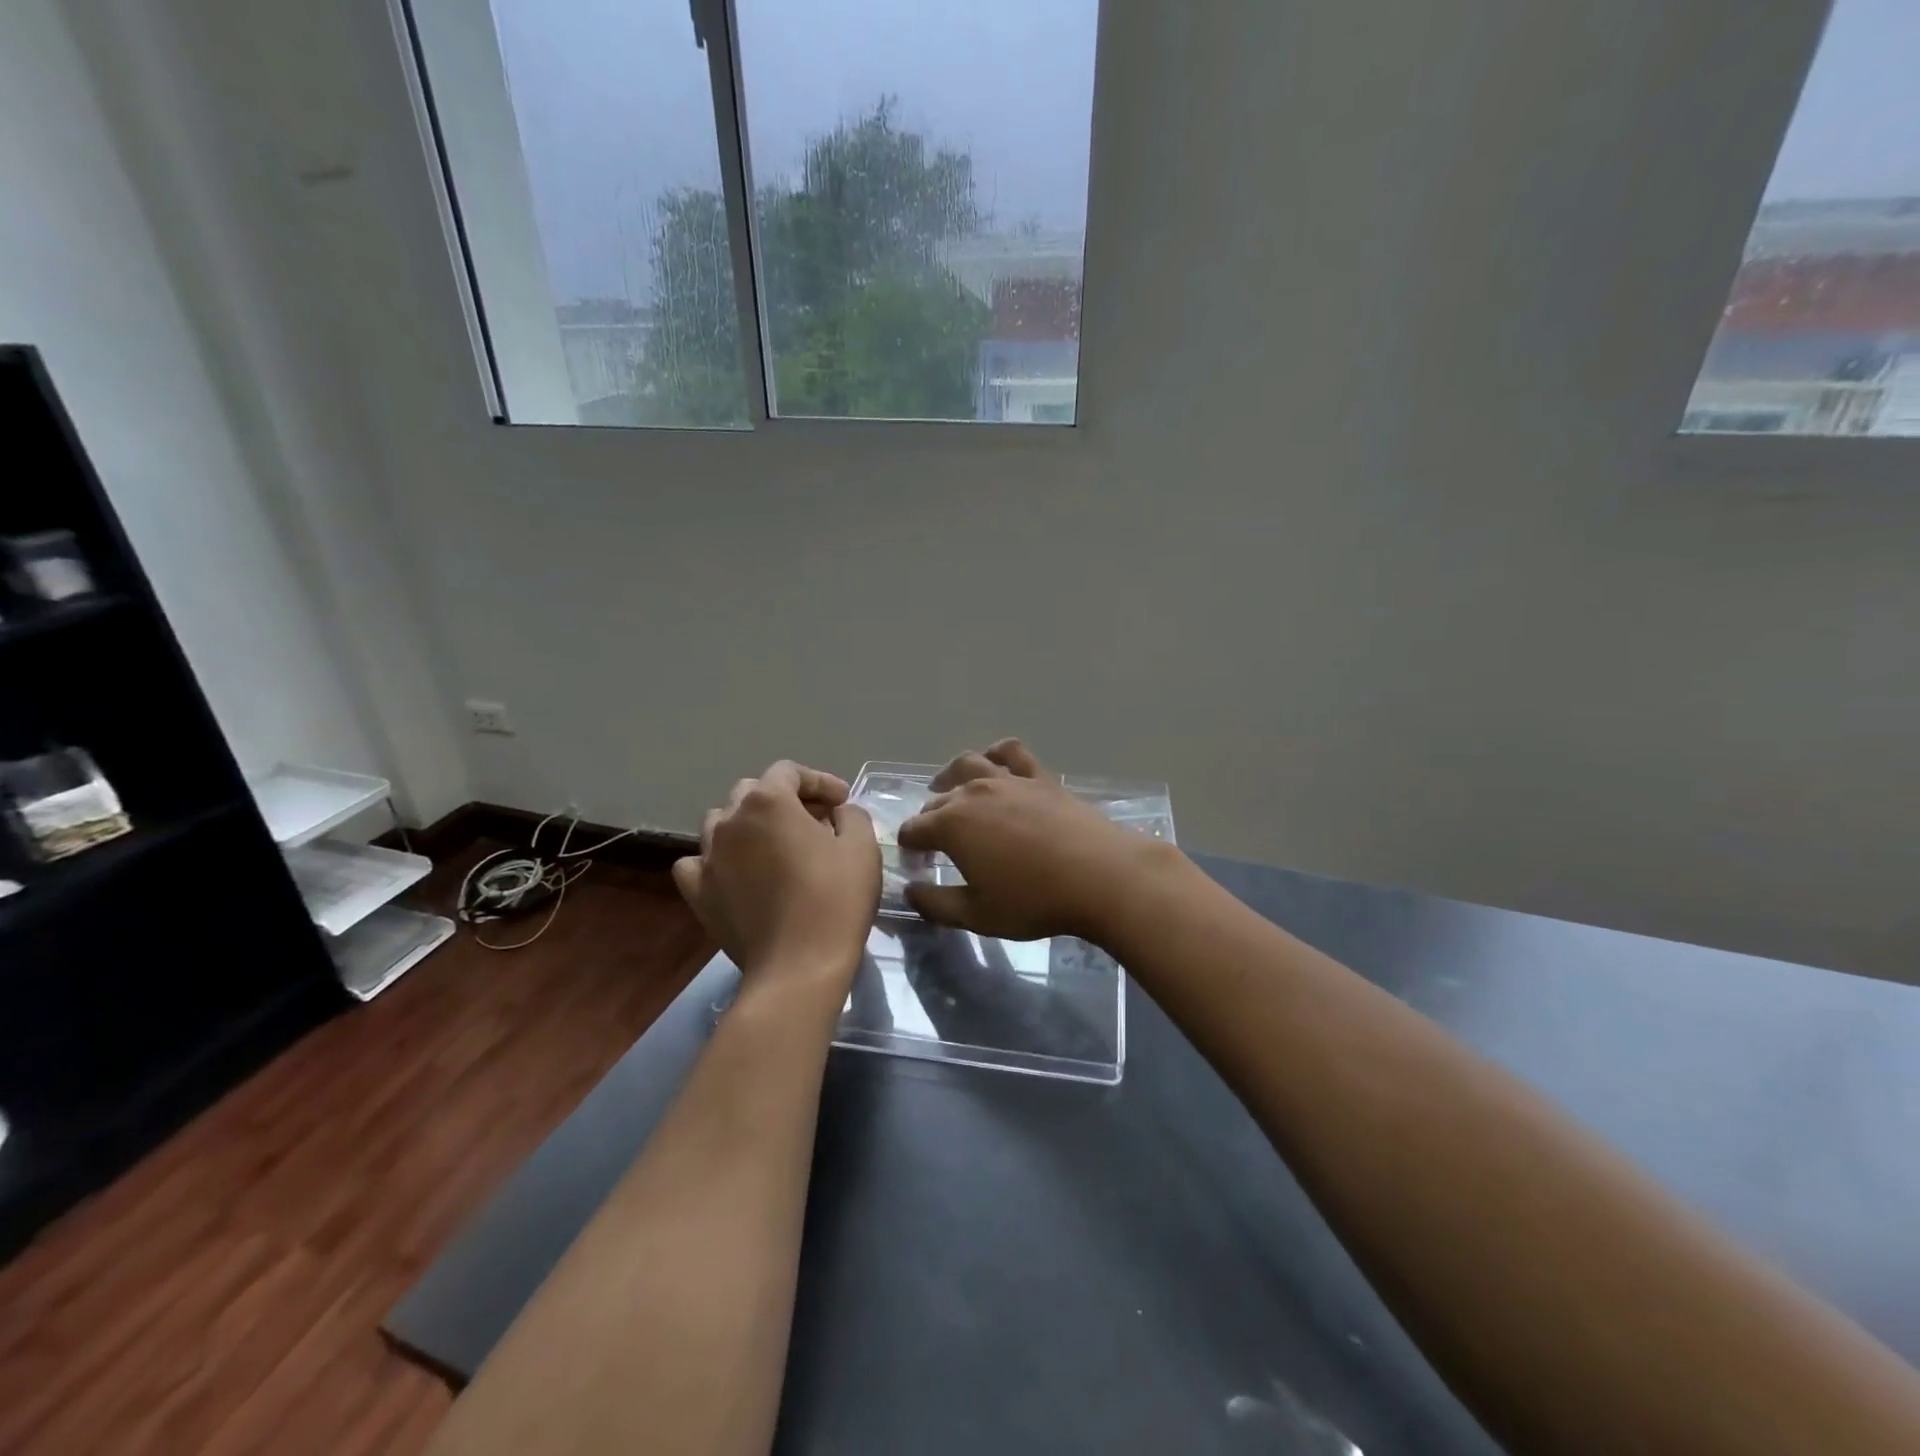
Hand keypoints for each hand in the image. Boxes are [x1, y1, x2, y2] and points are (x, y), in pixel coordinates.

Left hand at [673, 762, 879, 989]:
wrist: (799, 966)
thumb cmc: (836, 898)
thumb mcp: (862, 846)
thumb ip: (850, 815)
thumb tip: (835, 813)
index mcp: (768, 801)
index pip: (789, 772)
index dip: (819, 781)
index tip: (841, 803)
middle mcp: (730, 820)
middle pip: (752, 792)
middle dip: (785, 799)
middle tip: (815, 822)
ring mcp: (707, 856)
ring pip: (721, 822)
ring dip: (749, 824)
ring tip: (774, 845)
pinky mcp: (697, 891)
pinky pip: (698, 861)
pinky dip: (717, 859)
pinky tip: (735, 872)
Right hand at [897, 739, 1161, 941]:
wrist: (1100, 876)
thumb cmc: (1034, 900)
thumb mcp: (978, 915)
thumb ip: (936, 904)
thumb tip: (910, 892)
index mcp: (951, 825)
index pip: (914, 829)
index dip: (909, 846)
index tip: (915, 864)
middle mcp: (973, 793)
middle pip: (938, 799)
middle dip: (928, 819)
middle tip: (933, 843)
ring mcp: (1008, 780)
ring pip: (968, 764)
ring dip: (950, 776)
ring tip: (946, 787)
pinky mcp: (1040, 777)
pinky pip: (1011, 753)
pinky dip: (996, 753)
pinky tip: (994, 761)